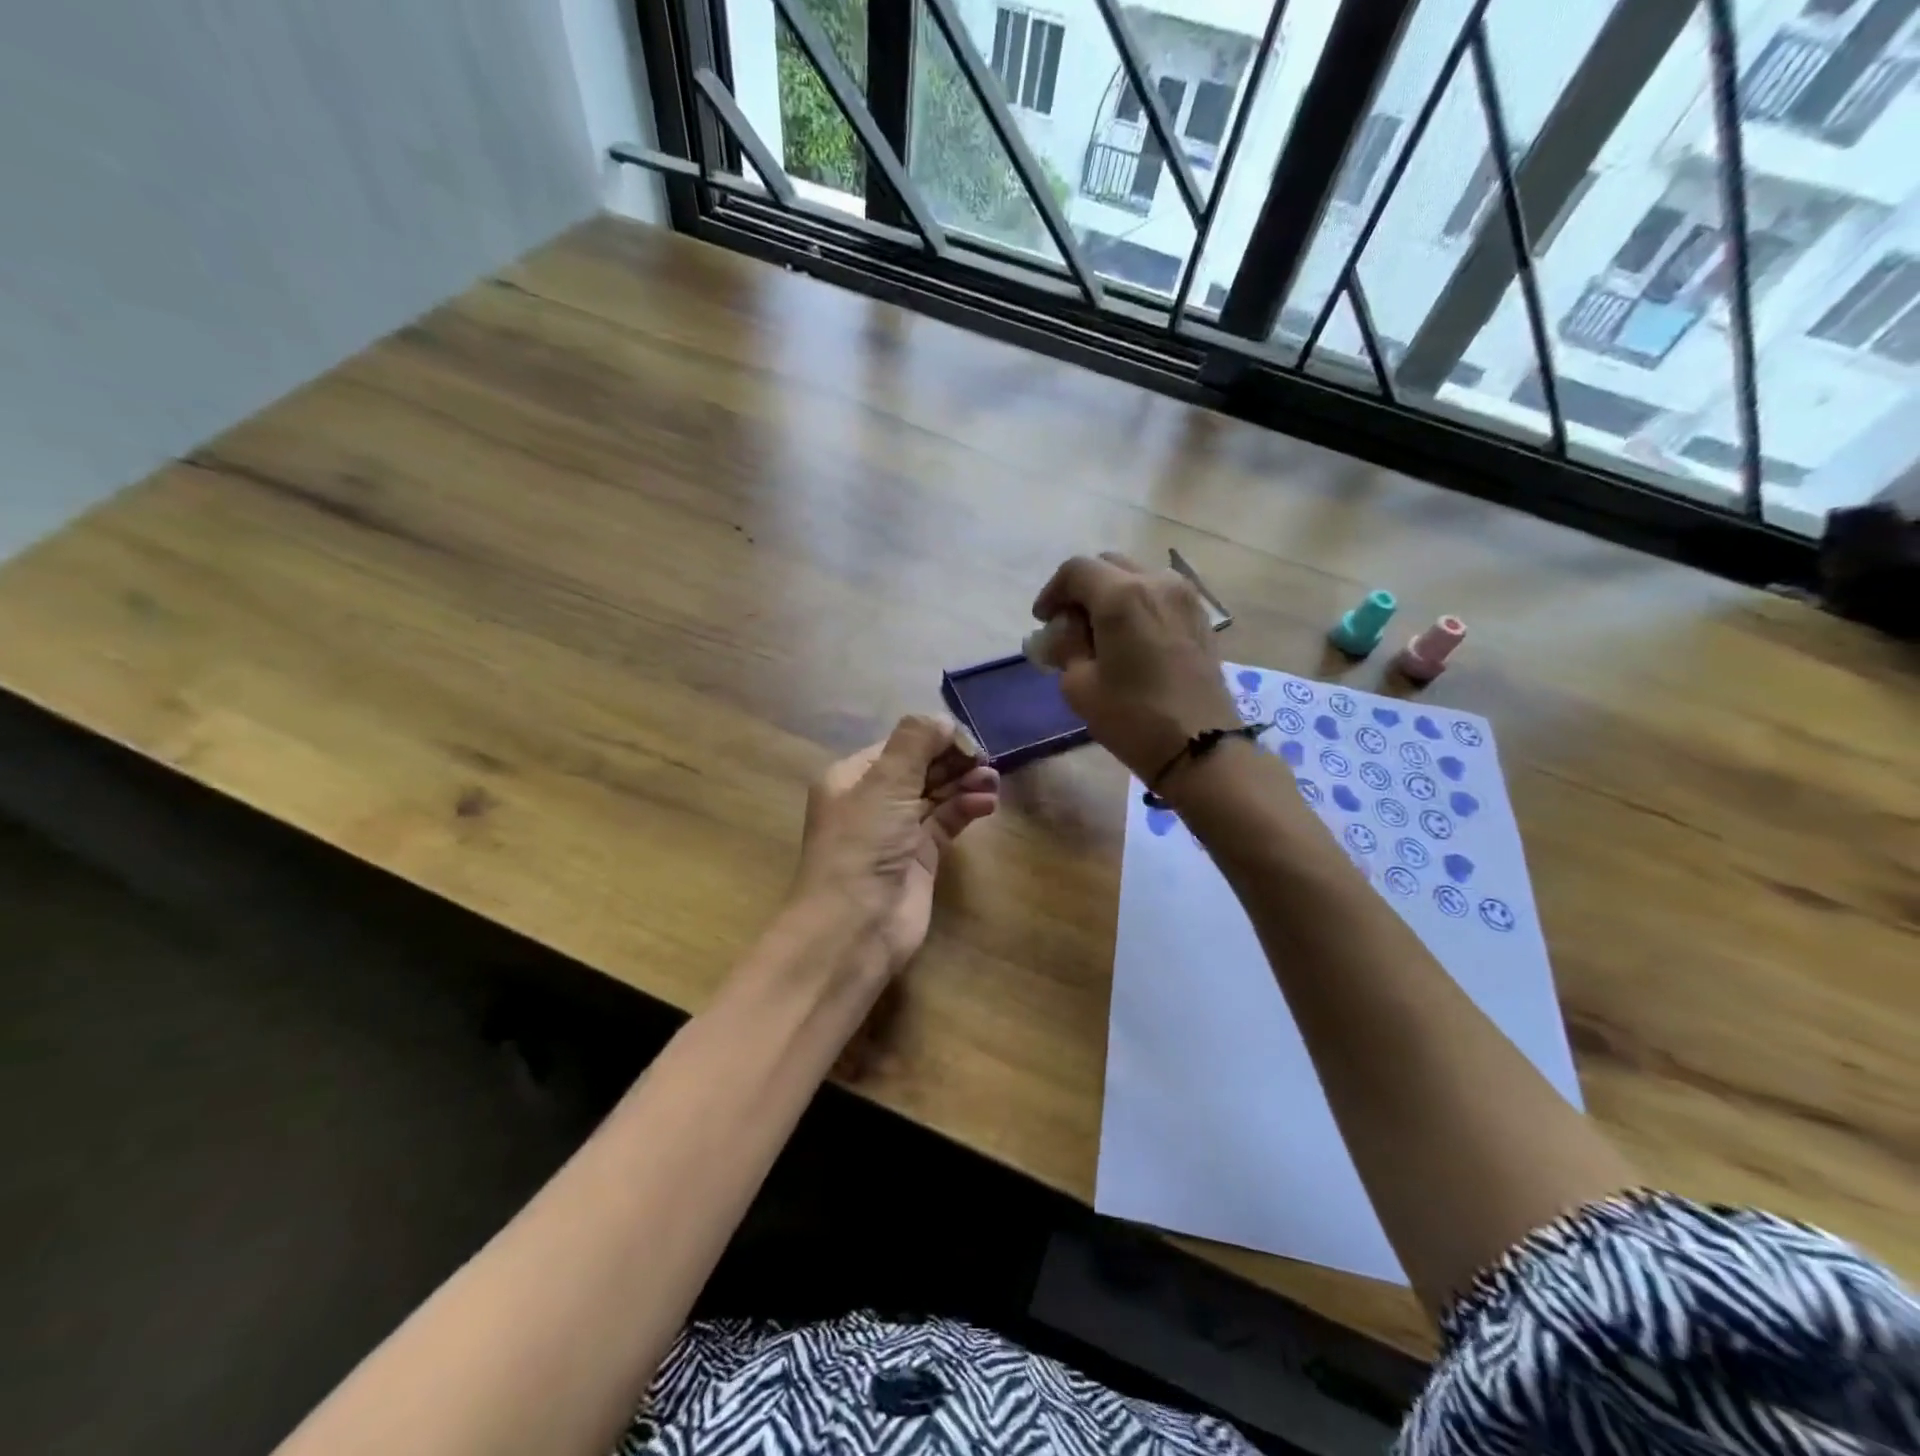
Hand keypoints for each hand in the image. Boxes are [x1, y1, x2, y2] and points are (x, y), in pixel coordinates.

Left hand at [792, 715, 999, 975]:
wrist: (854, 927)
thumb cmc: (862, 845)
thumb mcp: (884, 783)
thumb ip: (914, 742)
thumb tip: (943, 720)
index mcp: (852, 778)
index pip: (899, 746)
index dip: (933, 738)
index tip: (968, 738)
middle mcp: (873, 801)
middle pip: (919, 768)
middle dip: (952, 760)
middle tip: (986, 758)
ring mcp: (897, 831)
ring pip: (936, 795)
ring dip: (964, 783)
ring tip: (993, 778)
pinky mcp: (920, 858)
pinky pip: (946, 823)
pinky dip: (966, 809)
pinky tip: (987, 802)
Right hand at [1031, 552, 1237, 783]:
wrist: (1200, 748)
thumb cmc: (1133, 718)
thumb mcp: (1079, 686)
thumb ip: (1066, 647)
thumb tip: (1064, 632)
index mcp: (1122, 596)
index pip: (1076, 570)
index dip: (1052, 592)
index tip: (1043, 621)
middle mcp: (1157, 582)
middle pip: (1108, 566)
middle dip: (1082, 590)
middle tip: (1068, 626)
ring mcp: (1185, 597)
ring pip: (1136, 576)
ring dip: (1111, 595)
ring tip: (1100, 633)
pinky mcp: (1200, 616)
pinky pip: (1159, 595)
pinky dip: (1138, 605)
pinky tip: (1129, 639)